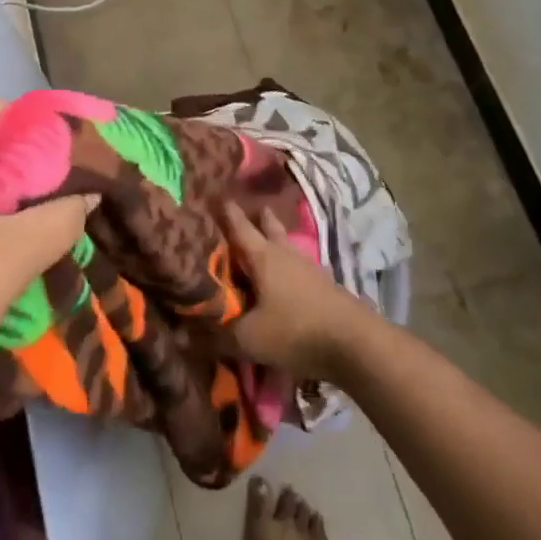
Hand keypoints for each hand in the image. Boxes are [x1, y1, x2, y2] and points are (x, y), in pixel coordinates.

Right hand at [221, 202, 372, 380]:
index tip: (212, 194)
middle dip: (256, 218)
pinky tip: (281, 281)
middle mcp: (286, 254)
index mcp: (262, 256)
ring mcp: (309, 269)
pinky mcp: (325, 287)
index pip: (238, 225)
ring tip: (260, 246)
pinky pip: (298, 268)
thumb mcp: (248, 339)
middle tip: (241, 212)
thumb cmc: (296, 331)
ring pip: (286, 247)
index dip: (224, 211)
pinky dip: (286, 268)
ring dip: (273, 242)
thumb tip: (183, 336)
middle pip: (269, 227)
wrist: (357, 345)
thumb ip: (216, 336)